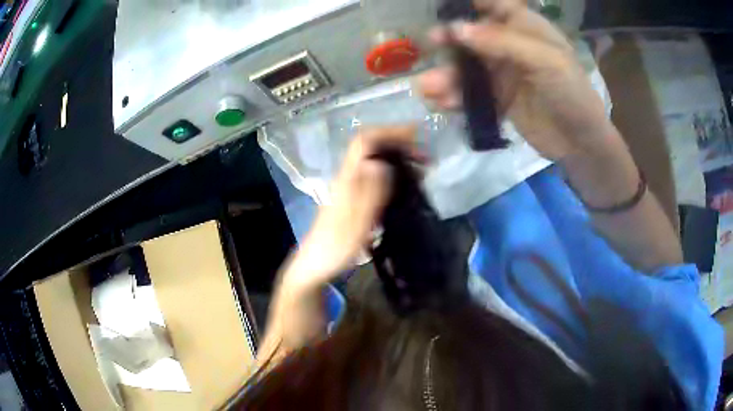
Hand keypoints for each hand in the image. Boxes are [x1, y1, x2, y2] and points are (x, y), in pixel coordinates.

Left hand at [283, 126, 421, 290]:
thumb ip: (369, 193)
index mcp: (347, 179)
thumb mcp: (356, 222)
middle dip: (398, 144)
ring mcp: (349, 188)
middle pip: (370, 148)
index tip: (416, 134)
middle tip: (425, 156)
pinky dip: (393, 173)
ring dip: (397, 158)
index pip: (365, 141)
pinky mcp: (352, 199)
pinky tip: (405, 184)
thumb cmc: (336, 247)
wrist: (315, 265)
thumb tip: (379, 162)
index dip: (389, 132)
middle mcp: (347, 177)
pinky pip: (374, 176)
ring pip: (374, 161)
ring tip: (421, 167)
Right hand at [417, 0, 613, 160]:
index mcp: (527, 29)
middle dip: (452, 39)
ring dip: (448, 75)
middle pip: (475, 35)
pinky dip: (456, 98)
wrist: (581, 143)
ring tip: (429, 87)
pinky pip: (472, 95)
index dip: (470, 4)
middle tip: (433, 42)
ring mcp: (505, 73)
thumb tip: (456, 29)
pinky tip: (443, 103)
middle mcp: (512, 46)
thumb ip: (502, 42)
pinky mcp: (499, 99)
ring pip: (469, 67)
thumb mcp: (545, 61)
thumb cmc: (572, 93)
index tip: (444, 7)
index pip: (495, 5)